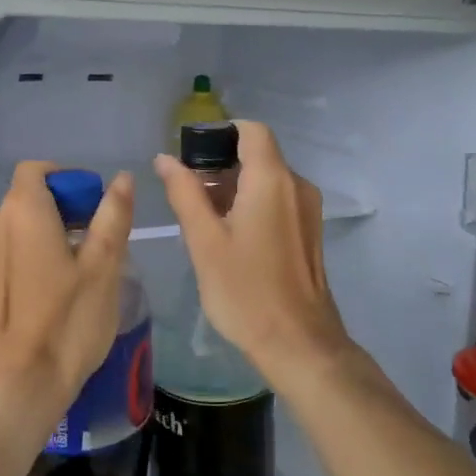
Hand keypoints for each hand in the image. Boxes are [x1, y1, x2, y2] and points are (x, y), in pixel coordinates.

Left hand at [0, 163, 136, 419]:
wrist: (12, 390)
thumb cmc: (66, 324)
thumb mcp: (103, 268)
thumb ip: (112, 216)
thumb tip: (121, 179)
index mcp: (22, 210)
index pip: (38, 170)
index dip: (67, 180)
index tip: (92, 208)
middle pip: (26, 200)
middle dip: (60, 212)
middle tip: (91, 247)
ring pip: (13, 231)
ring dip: (40, 239)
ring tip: (70, 277)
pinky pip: (0, 258)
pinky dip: (22, 263)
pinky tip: (42, 300)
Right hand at [154, 122, 351, 392]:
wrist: (300, 345)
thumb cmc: (245, 292)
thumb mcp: (204, 241)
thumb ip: (184, 193)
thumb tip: (165, 158)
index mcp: (272, 180)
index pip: (251, 130)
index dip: (220, 133)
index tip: (190, 153)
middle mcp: (296, 186)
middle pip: (258, 154)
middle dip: (220, 164)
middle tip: (187, 191)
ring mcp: (307, 210)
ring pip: (267, 178)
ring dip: (234, 186)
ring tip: (201, 217)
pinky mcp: (309, 232)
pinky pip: (278, 200)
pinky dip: (251, 203)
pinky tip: (228, 235)